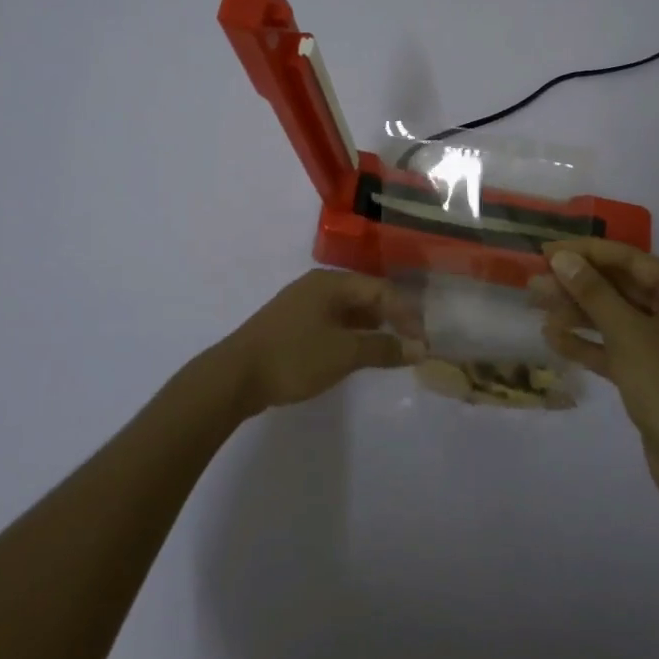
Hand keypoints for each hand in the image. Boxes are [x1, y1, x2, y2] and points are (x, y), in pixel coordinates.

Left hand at [216, 269, 417, 415]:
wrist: (235, 376)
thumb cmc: (294, 357)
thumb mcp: (344, 354)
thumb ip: (383, 348)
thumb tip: (419, 347)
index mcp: (331, 282)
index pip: (381, 290)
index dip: (406, 314)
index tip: (423, 343)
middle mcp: (317, 286)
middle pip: (365, 295)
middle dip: (391, 317)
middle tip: (412, 344)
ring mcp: (302, 304)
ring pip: (348, 310)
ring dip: (371, 327)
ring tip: (390, 350)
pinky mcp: (292, 324)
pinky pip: (332, 322)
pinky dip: (351, 335)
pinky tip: (357, 353)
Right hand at [530, 239, 658, 511]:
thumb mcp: (629, 334)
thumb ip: (594, 293)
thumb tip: (563, 258)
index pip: (630, 260)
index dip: (586, 253)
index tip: (546, 251)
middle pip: (621, 289)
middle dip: (578, 285)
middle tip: (535, 282)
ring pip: (616, 319)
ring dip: (577, 313)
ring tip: (536, 306)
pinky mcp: (654, 377)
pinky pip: (617, 349)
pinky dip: (588, 344)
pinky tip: (553, 339)